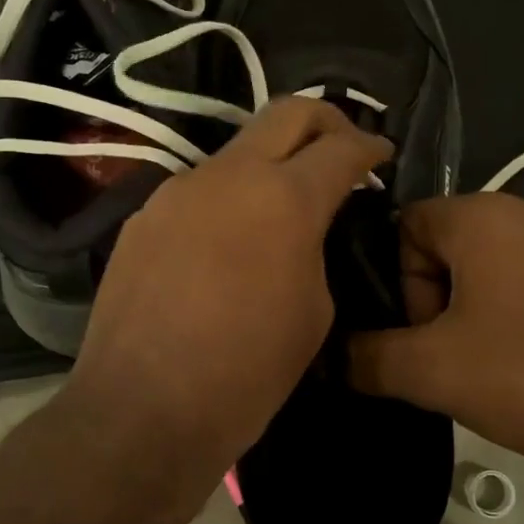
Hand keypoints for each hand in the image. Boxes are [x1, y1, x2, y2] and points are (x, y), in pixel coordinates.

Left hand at [62, 98, 391, 474]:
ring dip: (269, 165)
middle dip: (326, 122)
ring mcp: (176, 191)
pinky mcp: (143, 218)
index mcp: (283, 198)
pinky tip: (227, 245)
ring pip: (236, 152)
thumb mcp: (314, 313)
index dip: (370, 146)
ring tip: (281, 208)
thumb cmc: (246, 374)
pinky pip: (198, 192)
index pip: (341, 147)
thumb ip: (316, 250)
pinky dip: (227, 201)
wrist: (142, 412)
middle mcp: (227, 175)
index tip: (381, 154)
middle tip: (342, 151)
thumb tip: (306, 232)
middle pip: (287, 112)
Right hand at [346, 193, 523, 481]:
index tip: (416, 334)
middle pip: (446, 247)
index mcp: (482, 215)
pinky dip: (515, 319)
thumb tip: (332, 356)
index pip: (405, 224)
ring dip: (472, 314)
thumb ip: (369, 357)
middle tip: (447, 358)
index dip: (396, 281)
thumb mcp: (433, 371)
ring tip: (489, 370)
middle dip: (433, 302)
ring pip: (489, 269)